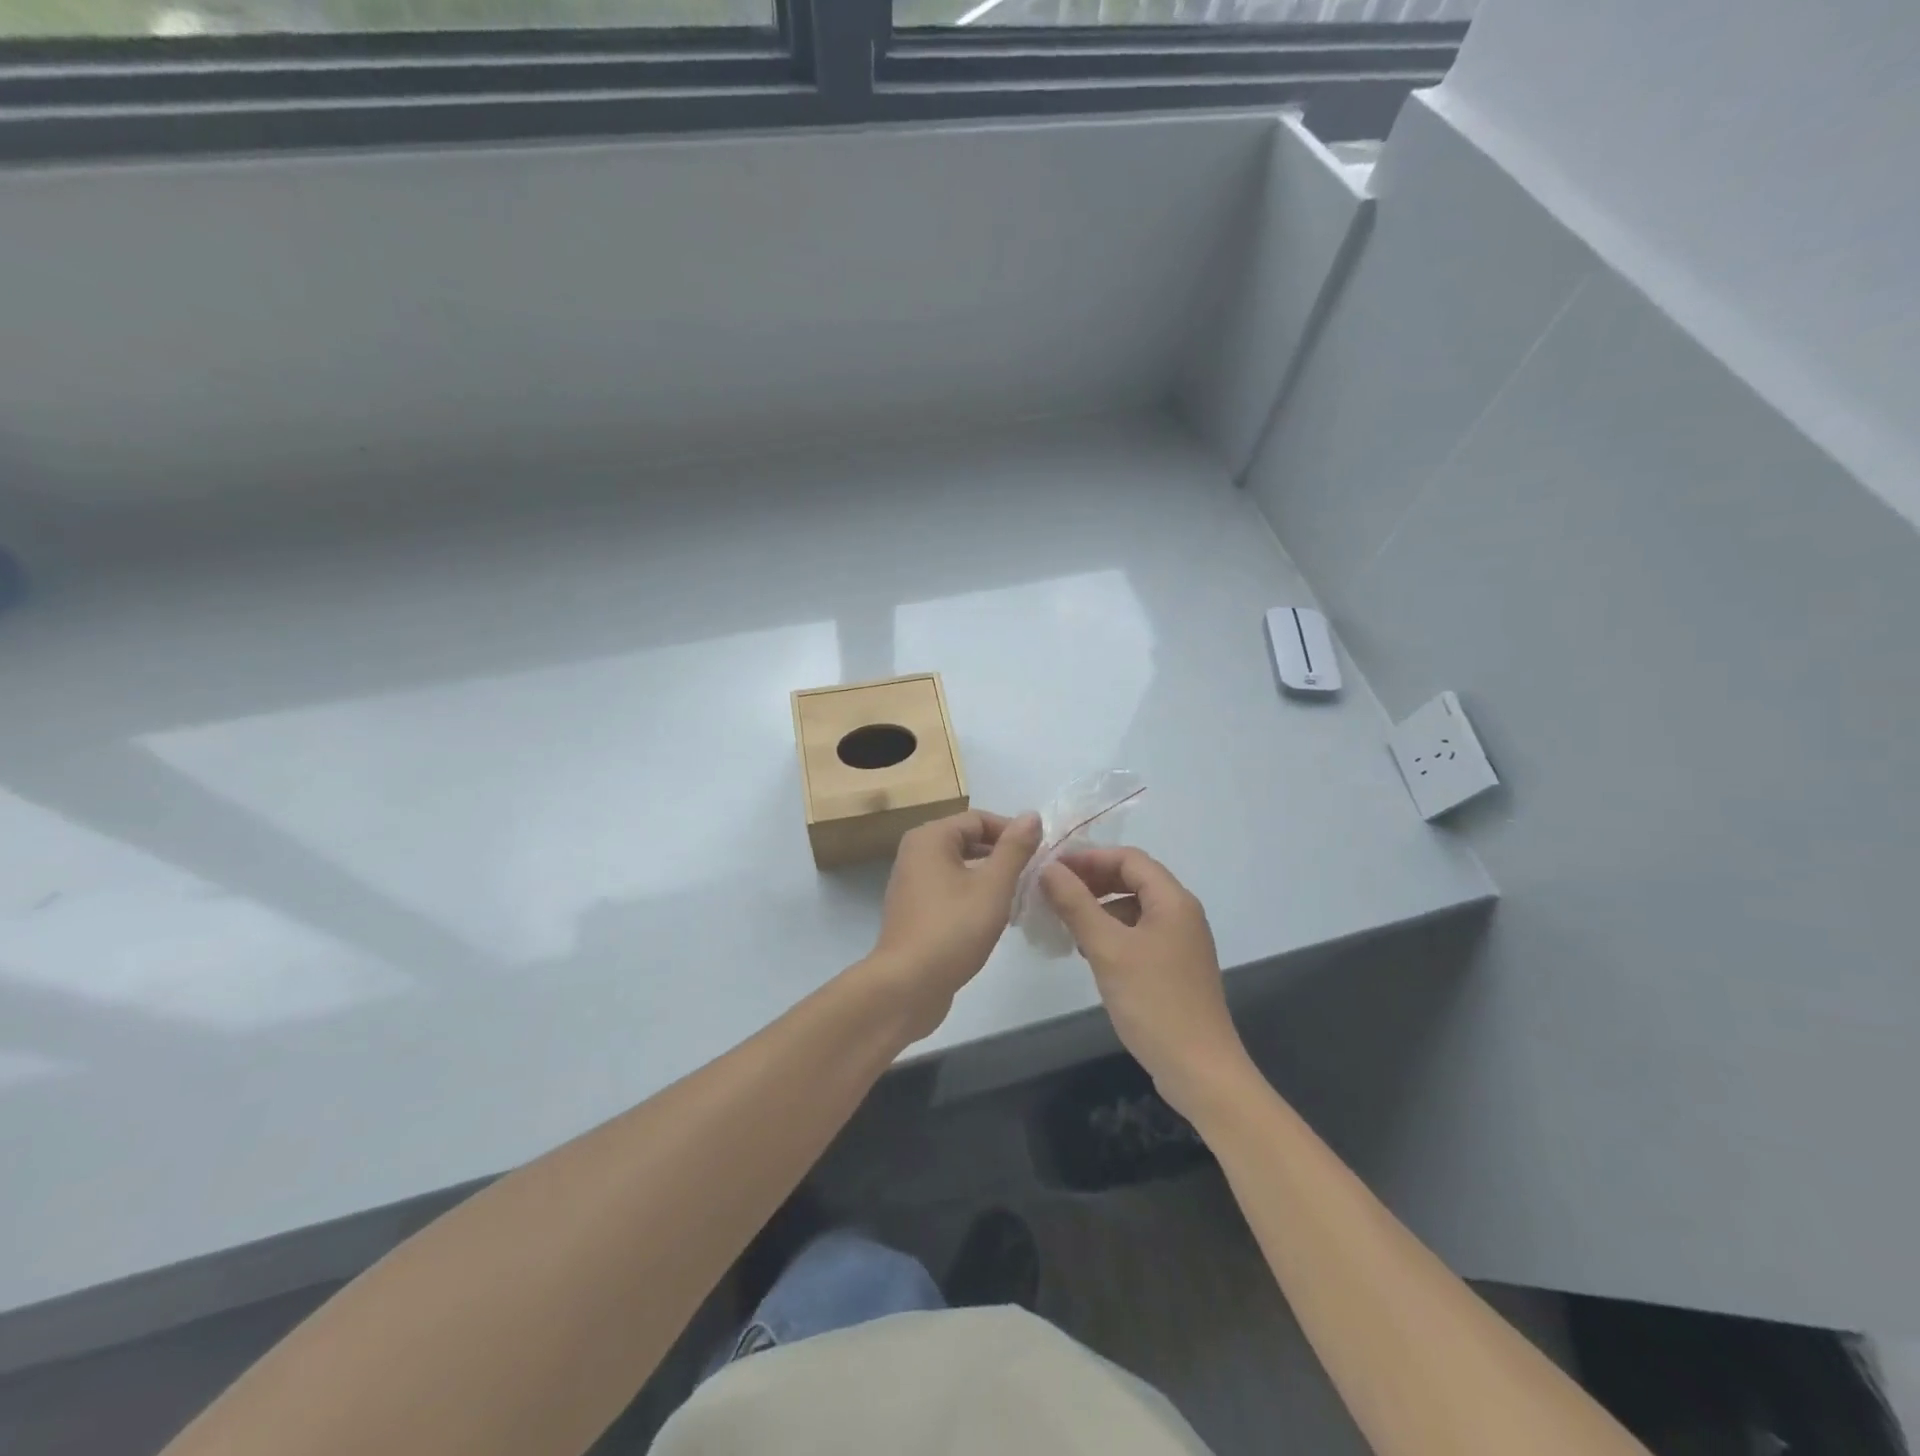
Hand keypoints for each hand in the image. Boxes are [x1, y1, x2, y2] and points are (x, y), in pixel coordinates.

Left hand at [864, 810, 1041, 1040]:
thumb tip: (1032, 815)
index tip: (1041, 854)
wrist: (907, 986)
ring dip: (990, 876)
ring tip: (1021, 895)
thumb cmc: (953, 929)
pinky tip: (995, 916)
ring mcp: (912, 883)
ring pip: (960, 867)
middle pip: (968, 840)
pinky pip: (950, 889)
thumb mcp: (992, 887)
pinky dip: (973, 895)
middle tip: (1035, 875)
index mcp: (930, 838)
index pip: (979, 819)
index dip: (1012, 832)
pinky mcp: (915, 910)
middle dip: (1003, 855)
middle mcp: (915, 852)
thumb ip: (1014, 849)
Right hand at [1040, 848, 1255, 1118]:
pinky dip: (1112, 932)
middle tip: (1053, 892)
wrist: (1200, 1070)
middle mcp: (1181, 913)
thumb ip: (1076, 904)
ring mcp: (1180, 942)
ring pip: (1134, 908)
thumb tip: (1048, 868)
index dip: (1089, 857)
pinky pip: (1139, 933)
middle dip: (1092, 881)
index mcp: (1173, 900)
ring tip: (1065, 922)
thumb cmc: (1154, 1002)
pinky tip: (1089, 951)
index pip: (1129, 858)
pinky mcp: (1174, 967)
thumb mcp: (1108, 949)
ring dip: (1099, 907)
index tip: (1052, 868)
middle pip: (1133, 879)